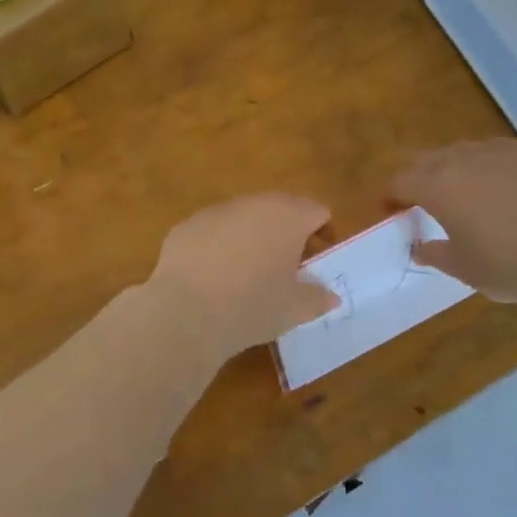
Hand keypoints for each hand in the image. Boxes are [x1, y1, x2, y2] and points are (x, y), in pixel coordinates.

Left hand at [147, 195, 339, 359]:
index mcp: (288, 217)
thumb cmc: (253, 306)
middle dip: (286, 232)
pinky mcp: (186, 226)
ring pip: (243, 218)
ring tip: (246, 274)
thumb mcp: (295, 310)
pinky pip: (212, 231)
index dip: (322, 234)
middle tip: (285, 267)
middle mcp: (253, 204)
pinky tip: (212, 278)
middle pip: (280, 209)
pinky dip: (218, 247)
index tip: (316, 261)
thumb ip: (318, 298)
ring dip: (251, 237)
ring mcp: (216, 212)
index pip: (317, 212)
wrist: (186, 313)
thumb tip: (331, 296)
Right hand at [388, 139, 516, 307]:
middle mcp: (461, 161)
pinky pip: (494, 152)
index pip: (399, 181)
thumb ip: (434, 253)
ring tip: (460, 188)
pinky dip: (485, 164)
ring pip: (461, 151)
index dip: (390, 195)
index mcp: (437, 187)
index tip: (391, 210)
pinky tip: (497, 183)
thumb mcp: (461, 267)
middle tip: (421, 199)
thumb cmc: (505, 265)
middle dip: (417, 176)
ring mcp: (496, 153)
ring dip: (450, 167)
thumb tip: (419, 248)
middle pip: (426, 159)